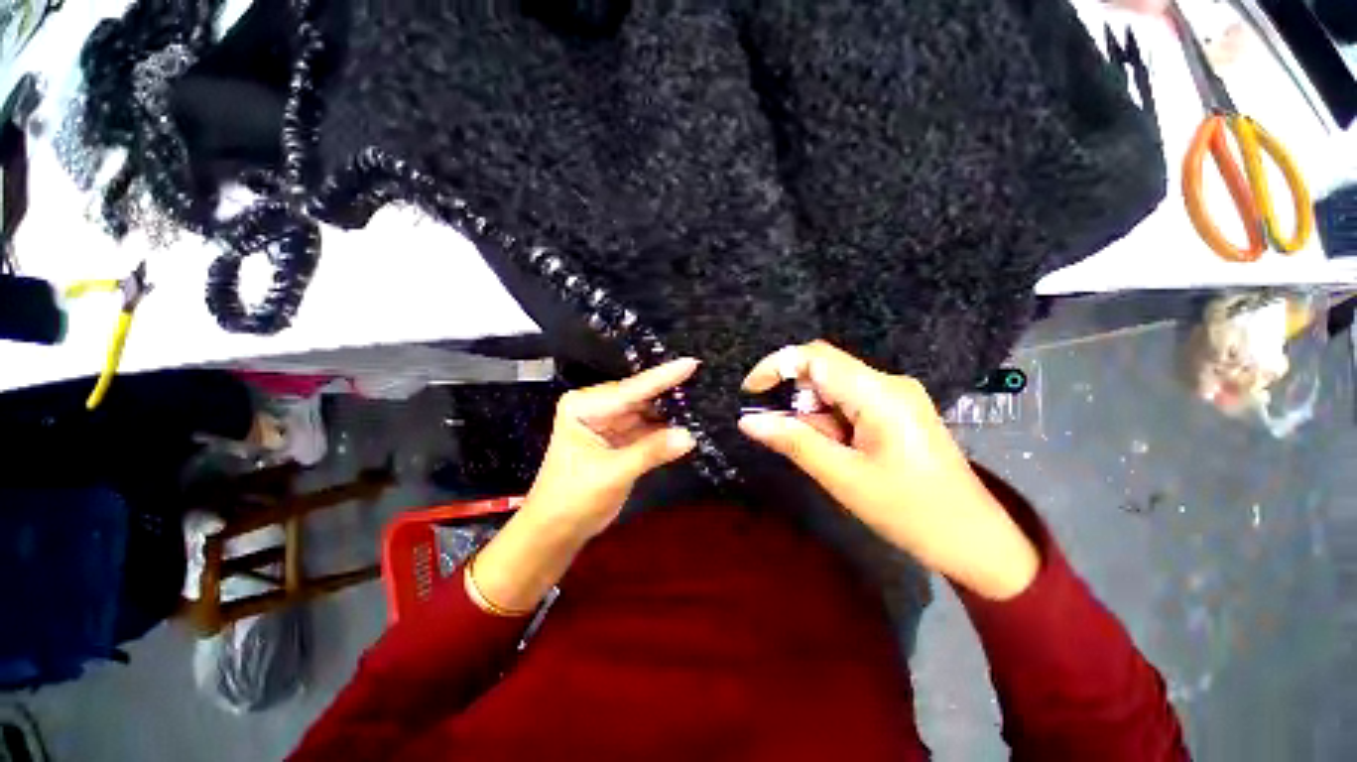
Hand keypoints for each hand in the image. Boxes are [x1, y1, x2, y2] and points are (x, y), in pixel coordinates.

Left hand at [523, 357, 699, 538]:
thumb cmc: (572, 499)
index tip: (691, 363)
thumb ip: (651, 452)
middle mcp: (597, 407)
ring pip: (646, 412)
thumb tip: (689, 436)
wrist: (556, 530)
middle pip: (640, 397)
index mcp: (584, 406)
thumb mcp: (611, 474)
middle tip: (703, 380)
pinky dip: (665, 429)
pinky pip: (647, 429)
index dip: (663, 378)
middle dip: (669, 392)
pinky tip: (688, 422)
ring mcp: (609, 422)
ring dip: (670, 411)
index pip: (630, 390)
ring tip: (702, 398)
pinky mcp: (619, 438)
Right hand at [737, 341, 1038, 599]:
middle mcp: (888, 383)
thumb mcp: (843, 477)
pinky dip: (829, 422)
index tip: (749, 392)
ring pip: (833, 388)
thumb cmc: (911, 512)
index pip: (815, 357)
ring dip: (813, 415)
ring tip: (824, 455)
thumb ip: (793, 442)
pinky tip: (838, 452)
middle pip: (823, 370)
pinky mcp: (896, 410)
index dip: (775, 366)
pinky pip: (849, 402)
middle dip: (795, 398)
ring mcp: (895, 395)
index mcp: (879, 394)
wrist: (975, 541)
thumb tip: (748, 421)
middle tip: (785, 435)